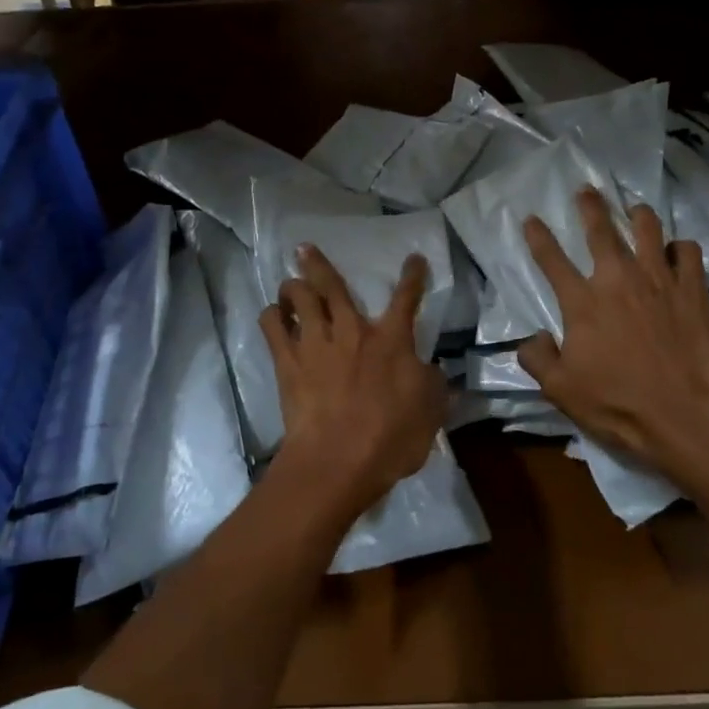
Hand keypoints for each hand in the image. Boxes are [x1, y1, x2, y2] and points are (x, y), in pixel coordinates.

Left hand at [259, 245, 446, 521]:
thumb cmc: (390, 438)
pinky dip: (271, 316)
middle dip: (319, 264)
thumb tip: (437, 371)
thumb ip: (435, 386)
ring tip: (288, 282)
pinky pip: (273, 328)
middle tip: (305, 248)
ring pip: (300, 299)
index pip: (406, 299)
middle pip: (333, 286)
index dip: (412, 277)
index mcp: (391, 340)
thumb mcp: (430, 412)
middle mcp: (351, 331)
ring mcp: (316, 344)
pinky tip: (271, 315)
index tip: (414, 258)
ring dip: (292, 286)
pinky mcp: (288, 363)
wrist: (338, 460)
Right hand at [518, 188, 708, 477]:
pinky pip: (688, 252)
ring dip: (638, 215)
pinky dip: (680, 248)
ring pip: (648, 229)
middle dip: (590, 206)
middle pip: (601, 230)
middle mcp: (618, 280)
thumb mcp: (561, 392)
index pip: (552, 259)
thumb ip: (538, 359)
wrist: (689, 417)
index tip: (531, 219)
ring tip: (635, 209)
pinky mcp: (694, 290)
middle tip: (586, 190)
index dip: (538, 236)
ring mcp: (659, 281)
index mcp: (582, 303)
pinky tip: (678, 252)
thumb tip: (532, 338)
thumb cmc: (620, 406)